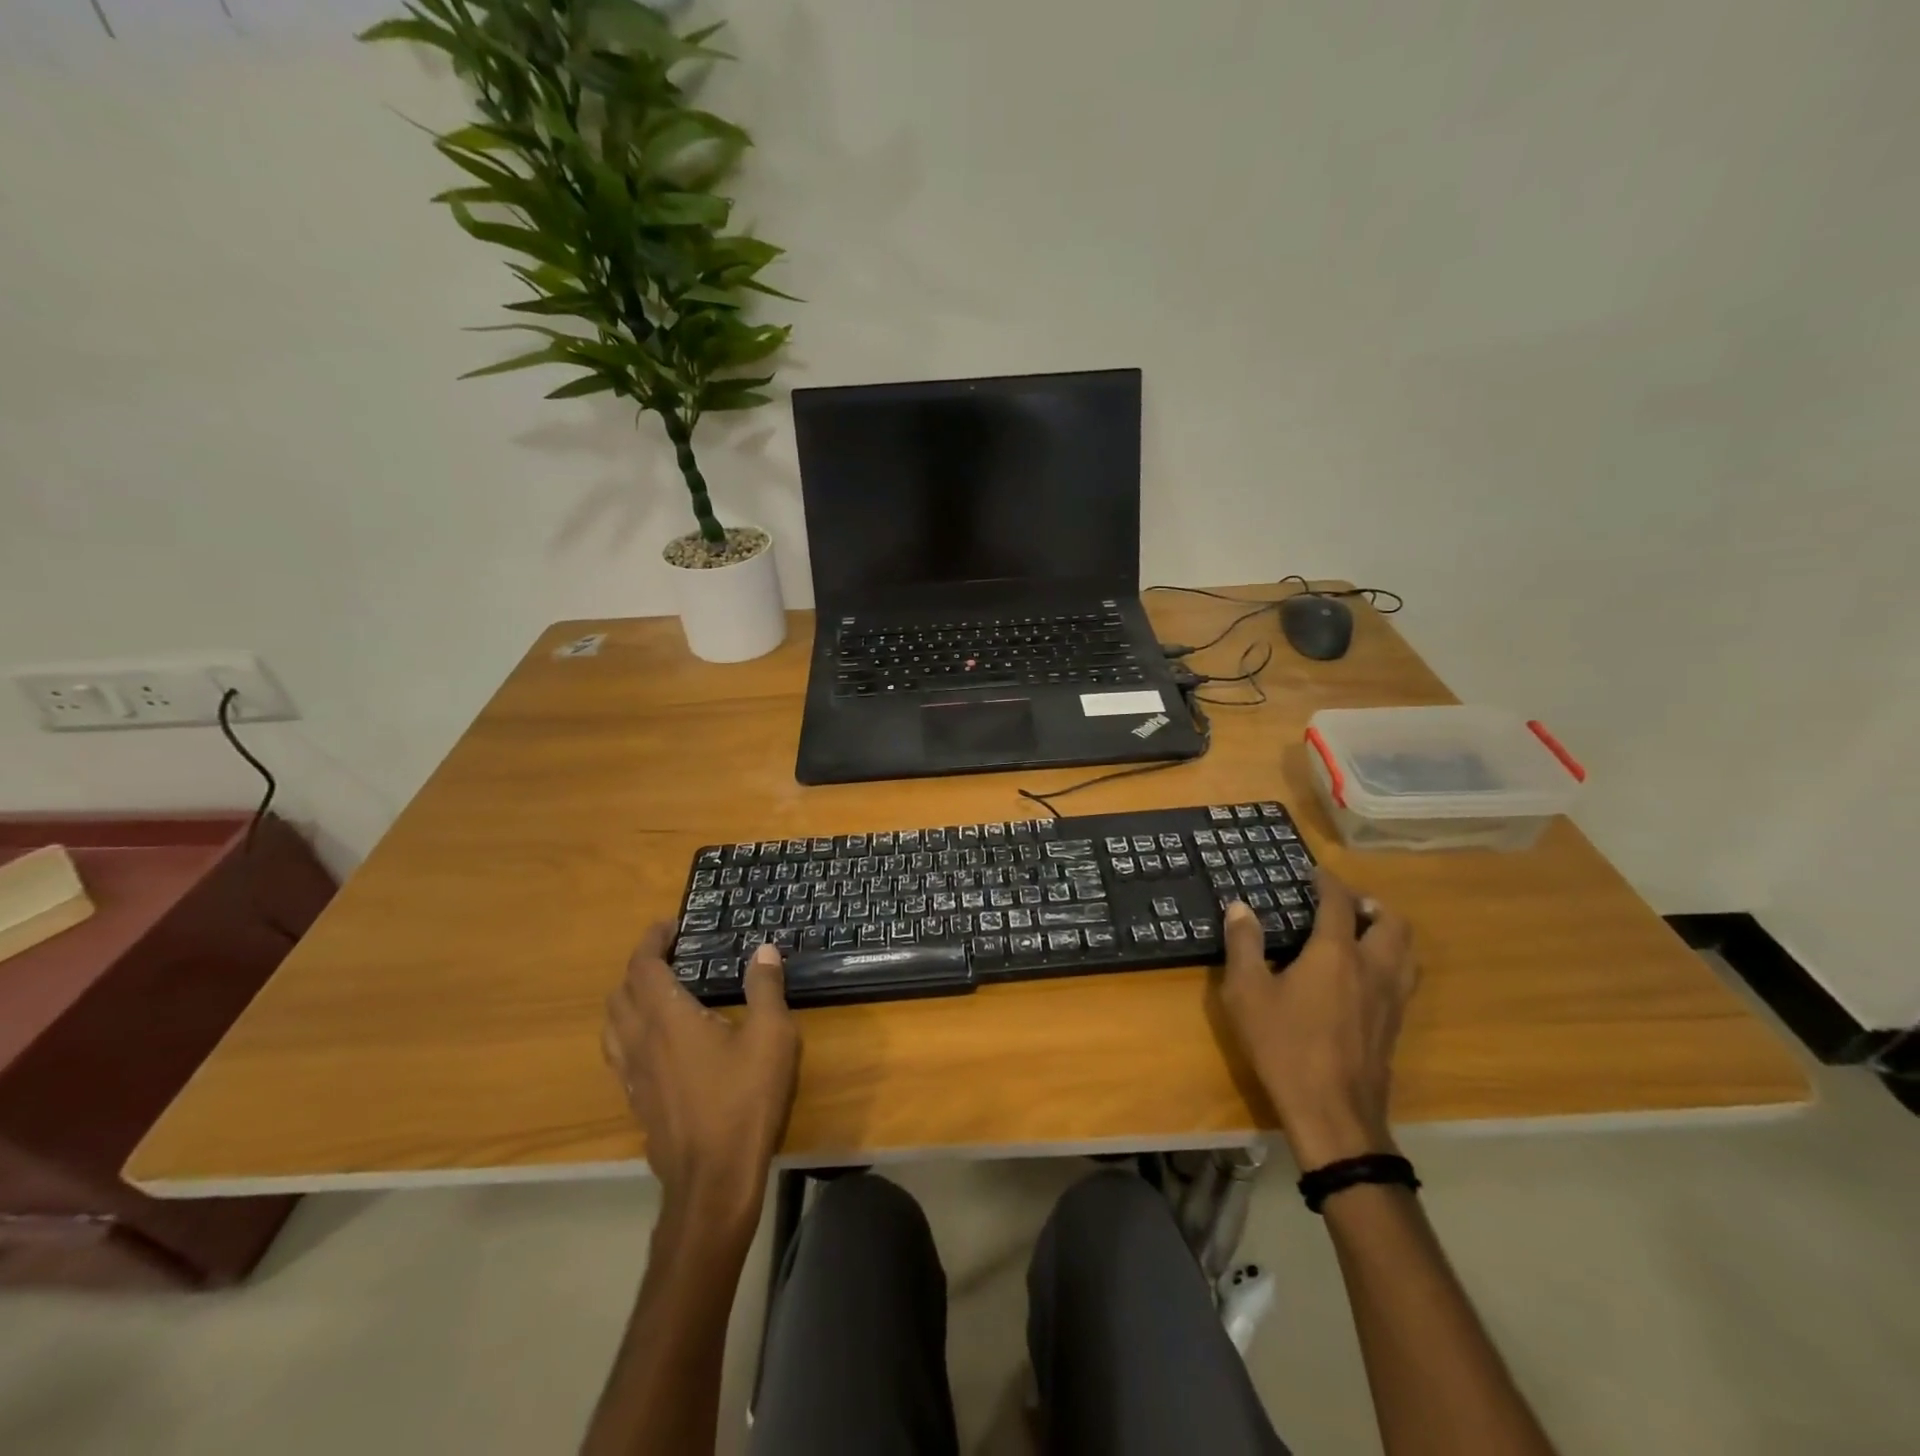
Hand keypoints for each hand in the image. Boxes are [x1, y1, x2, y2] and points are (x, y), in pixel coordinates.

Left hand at [603, 927, 800, 1231]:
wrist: (713, 1180)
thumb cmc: (744, 1100)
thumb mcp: (771, 1036)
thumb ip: (765, 988)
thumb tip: (763, 950)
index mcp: (667, 1018)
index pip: (643, 967)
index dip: (651, 940)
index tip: (670, 925)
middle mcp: (640, 1041)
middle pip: (619, 993)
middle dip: (639, 966)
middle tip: (669, 955)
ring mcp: (633, 1076)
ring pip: (611, 1026)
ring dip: (627, 999)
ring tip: (656, 993)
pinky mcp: (637, 1102)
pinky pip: (620, 1054)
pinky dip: (630, 1032)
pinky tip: (658, 1043)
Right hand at [1217, 872, 1417, 1169]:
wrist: (1333, 1112)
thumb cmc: (1284, 1046)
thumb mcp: (1247, 993)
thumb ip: (1244, 945)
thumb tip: (1240, 907)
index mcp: (1335, 953)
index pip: (1339, 903)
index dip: (1328, 882)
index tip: (1314, 872)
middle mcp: (1372, 967)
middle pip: (1391, 921)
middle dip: (1370, 904)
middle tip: (1343, 903)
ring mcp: (1391, 998)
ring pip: (1406, 950)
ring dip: (1388, 931)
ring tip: (1361, 932)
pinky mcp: (1396, 1024)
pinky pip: (1404, 976)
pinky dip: (1390, 959)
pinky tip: (1364, 975)